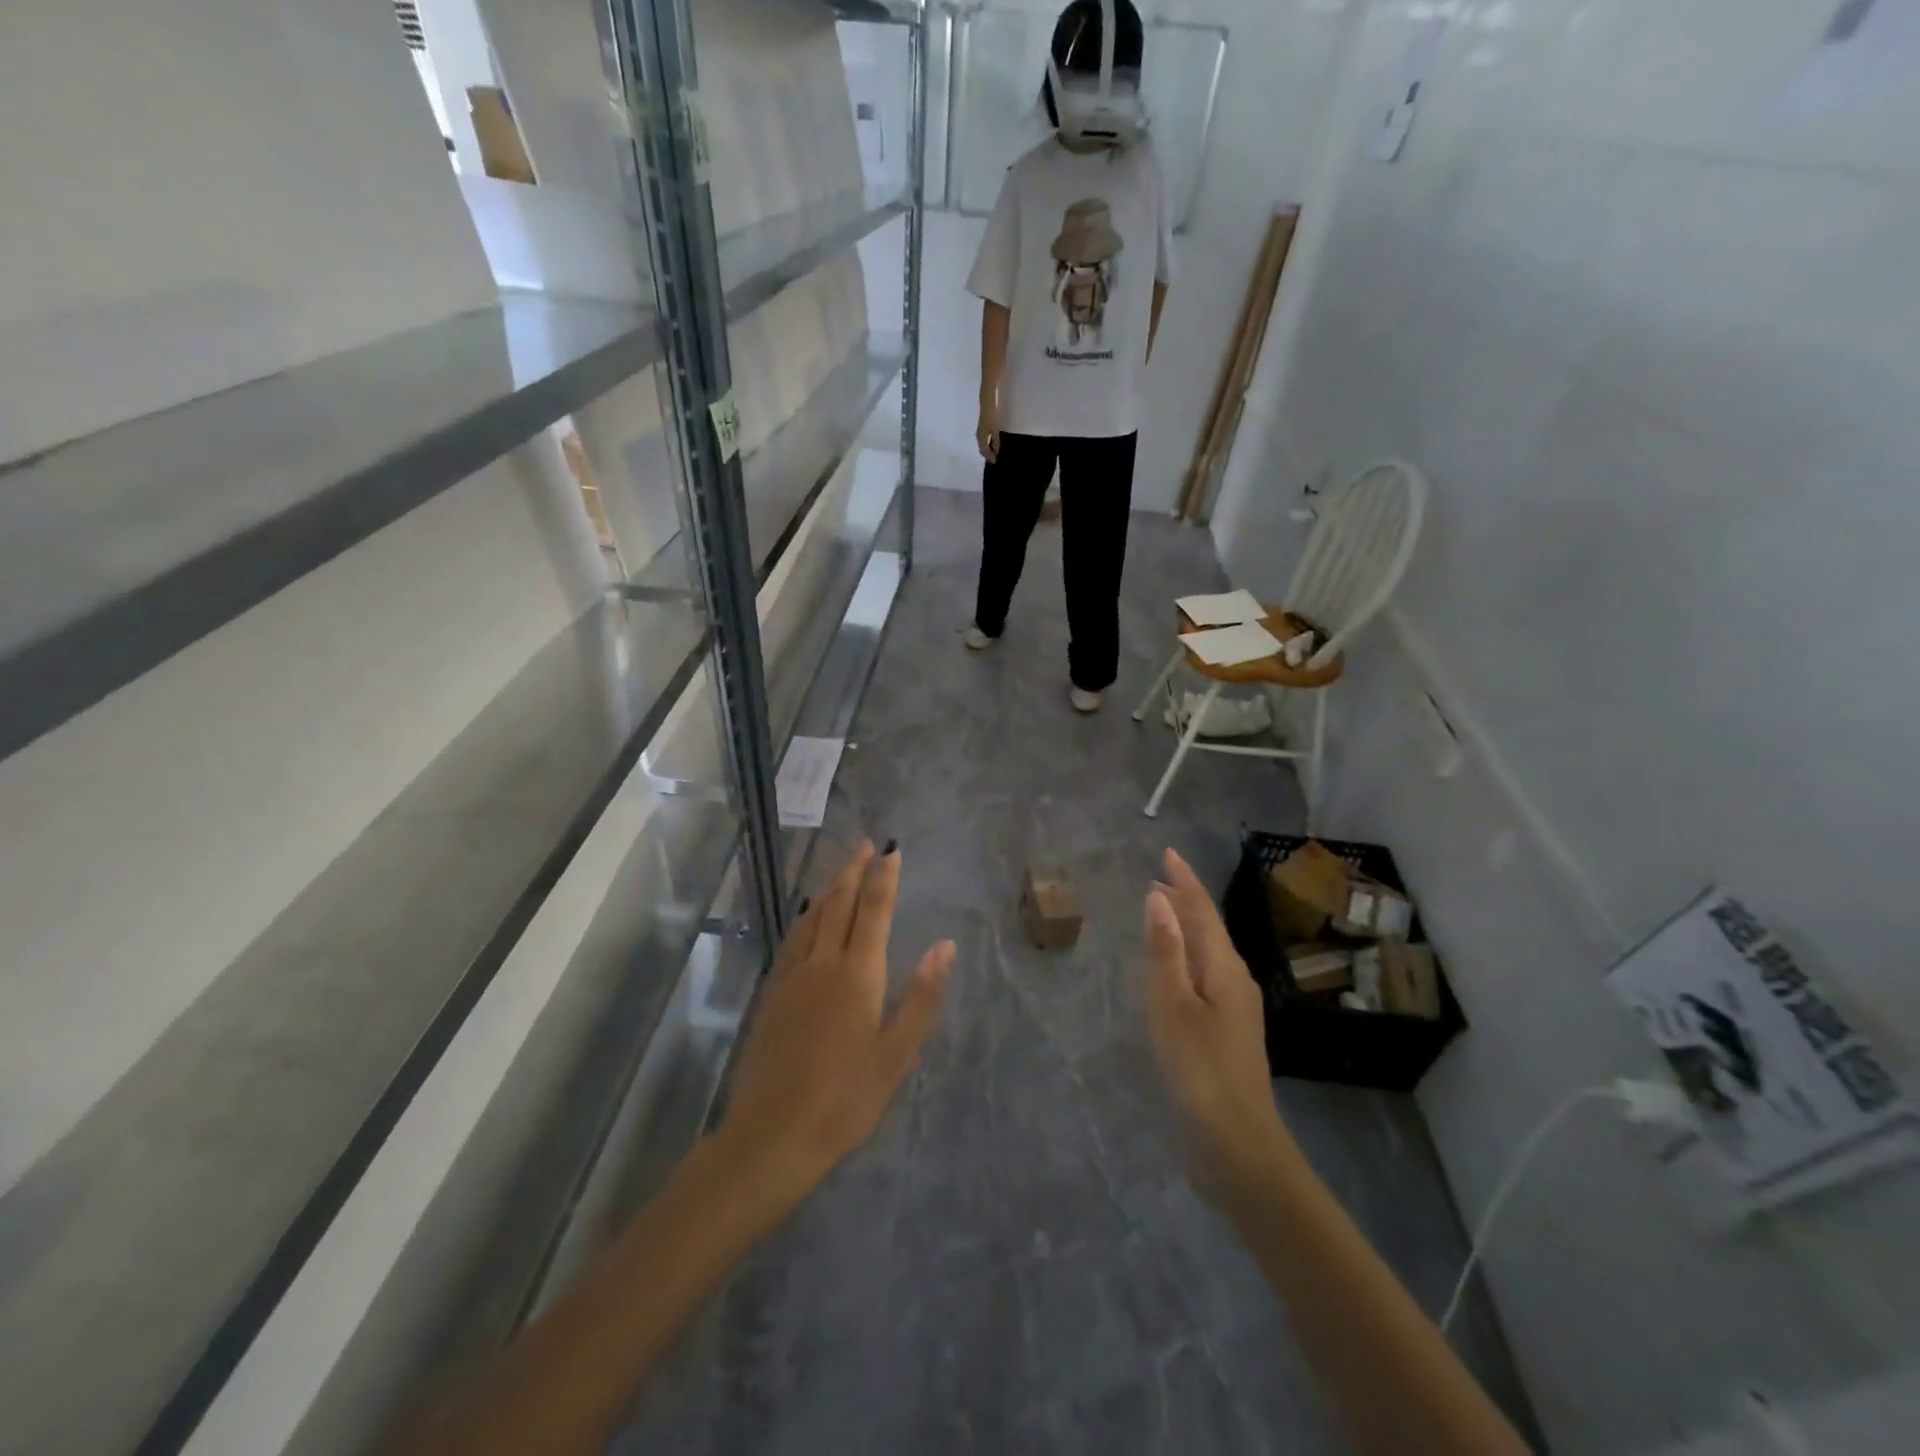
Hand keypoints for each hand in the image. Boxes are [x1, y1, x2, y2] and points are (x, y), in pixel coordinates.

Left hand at [716, 843, 953, 1207]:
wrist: (772, 1134)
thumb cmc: (845, 1098)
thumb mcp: (896, 1054)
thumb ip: (921, 995)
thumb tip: (945, 945)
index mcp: (857, 974)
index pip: (873, 911)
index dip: (883, 878)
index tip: (891, 851)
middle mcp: (822, 963)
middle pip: (838, 903)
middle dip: (853, 870)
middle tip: (864, 844)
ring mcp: (792, 977)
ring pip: (811, 918)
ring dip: (829, 888)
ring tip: (840, 872)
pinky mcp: (772, 994)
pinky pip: (792, 939)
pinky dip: (805, 917)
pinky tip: (806, 919)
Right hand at [976, 400, 1000, 461]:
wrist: (987, 404)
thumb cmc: (992, 417)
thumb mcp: (995, 430)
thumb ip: (996, 442)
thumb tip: (996, 451)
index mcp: (981, 438)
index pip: (984, 451)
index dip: (990, 457)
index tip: (996, 461)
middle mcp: (978, 437)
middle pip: (982, 449)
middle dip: (988, 455)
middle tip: (995, 458)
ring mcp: (979, 433)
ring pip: (982, 445)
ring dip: (988, 450)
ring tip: (994, 453)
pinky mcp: (981, 429)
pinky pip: (983, 441)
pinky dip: (987, 444)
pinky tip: (993, 444)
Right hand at [1143, 848, 1289, 1187]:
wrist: (1237, 1142)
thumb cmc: (1199, 1067)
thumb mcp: (1172, 1004)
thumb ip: (1165, 950)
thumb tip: (1158, 898)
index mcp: (1224, 967)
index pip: (1202, 910)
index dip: (1184, 880)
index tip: (1168, 853)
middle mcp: (1234, 980)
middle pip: (1209, 928)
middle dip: (1185, 901)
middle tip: (1158, 879)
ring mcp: (1234, 1007)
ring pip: (1207, 952)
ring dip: (1185, 928)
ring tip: (1160, 913)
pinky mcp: (1226, 1031)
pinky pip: (1204, 975)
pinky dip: (1185, 957)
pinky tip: (1172, 969)